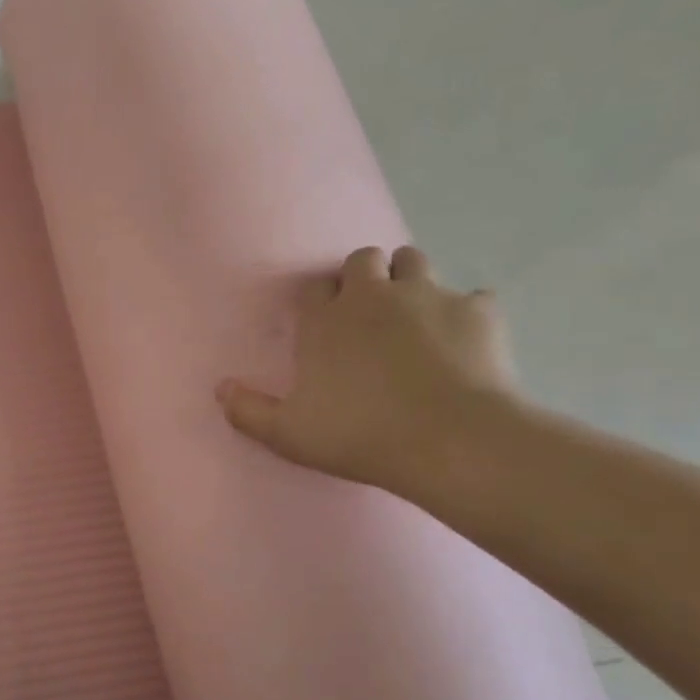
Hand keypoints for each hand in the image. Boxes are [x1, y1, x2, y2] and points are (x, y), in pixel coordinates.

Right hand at [217, 246, 519, 492]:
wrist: (450, 440)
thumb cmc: (359, 436)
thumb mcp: (288, 434)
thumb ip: (248, 411)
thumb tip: (221, 389)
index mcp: (325, 321)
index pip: (312, 288)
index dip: (316, 300)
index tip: (321, 322)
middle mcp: (373, 296)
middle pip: (363, 259)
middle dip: (363, 276)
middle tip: (367, 312)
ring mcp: (429, 297)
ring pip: (414, 261)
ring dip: (408, 279)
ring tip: (411, 313)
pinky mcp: (478, 311)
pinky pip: (472, 297)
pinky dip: (464, 312)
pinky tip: (463, 339)